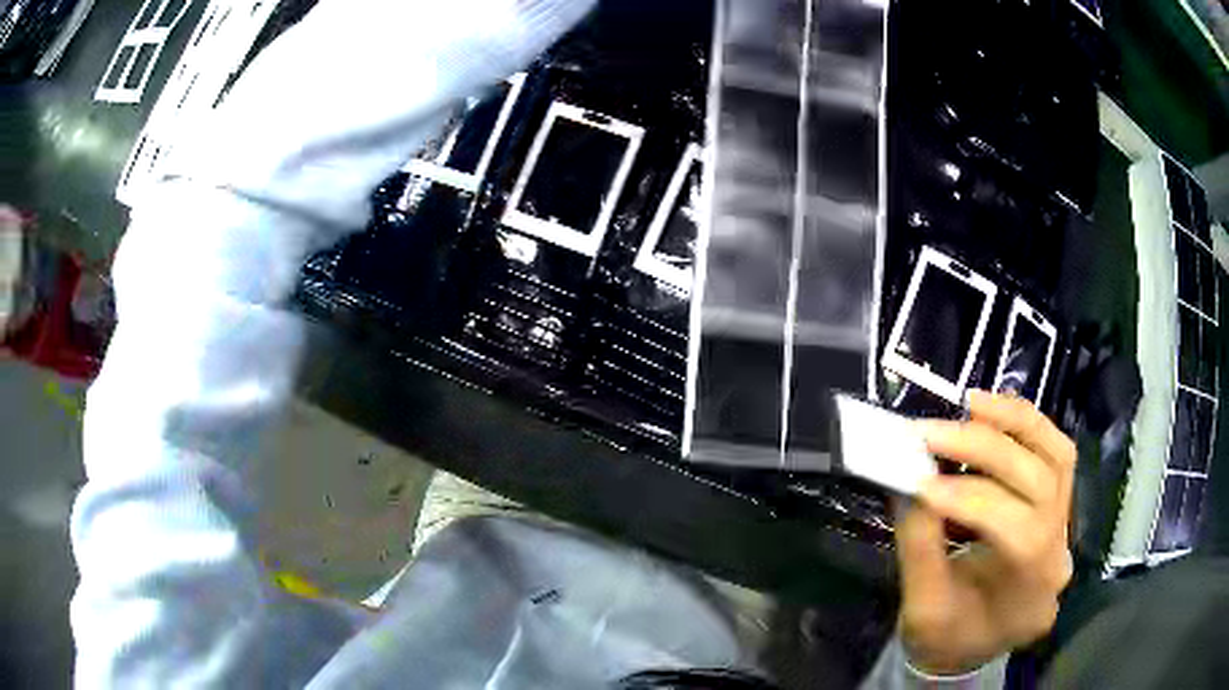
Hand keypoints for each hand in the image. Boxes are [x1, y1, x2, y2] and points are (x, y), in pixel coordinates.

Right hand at [894, 390, 1075, 674]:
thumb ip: (919, 546)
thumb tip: (908, 480)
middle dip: (985, 449)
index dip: (970, 498)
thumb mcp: (923, 609)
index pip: (1018, 530)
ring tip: (971, 404)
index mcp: (1030, 593)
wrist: (973, 650)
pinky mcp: (1058, 506)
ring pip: (1057, 455)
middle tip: (930, 433)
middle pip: (1041, 481)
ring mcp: (1066, 526)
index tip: (918, 481)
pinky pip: (1055, 452)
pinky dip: (1027, 425)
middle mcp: (1060, 553)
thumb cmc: (946, 639)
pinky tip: (994, 413)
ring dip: (1014, 422)